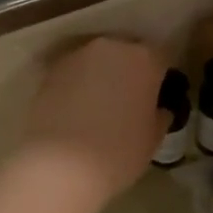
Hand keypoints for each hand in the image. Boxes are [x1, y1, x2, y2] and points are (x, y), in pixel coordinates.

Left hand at [19, 37, 170, 205]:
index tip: (158, 95)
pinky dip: (78, 86)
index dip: (161, 76)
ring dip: (101, 77)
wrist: (59, 165)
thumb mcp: (153, 139)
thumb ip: (160, 115)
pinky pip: (74, 74)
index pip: (162, 57)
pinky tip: (76, 111)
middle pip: (127, 53)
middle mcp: (110, 48)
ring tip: (99, 107)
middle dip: (130, 72)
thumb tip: (158, 109)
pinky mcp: (50, 71)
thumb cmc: (118, 152)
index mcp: (144, 59)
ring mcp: (77, 56)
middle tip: (129, 101)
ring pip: (97, 61)